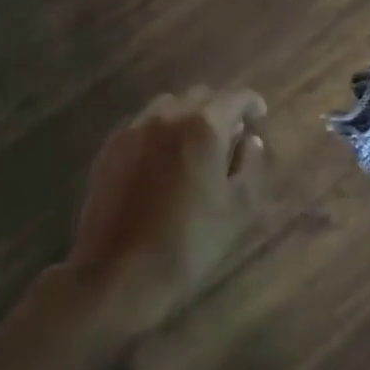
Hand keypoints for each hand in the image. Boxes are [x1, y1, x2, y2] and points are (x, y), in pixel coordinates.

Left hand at [68, 86, 268, 333]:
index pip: (236, 97)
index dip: (252, 103)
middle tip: (229, 135)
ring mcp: (133, 129)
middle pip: (200, 96)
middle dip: (219, 109)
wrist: (118, 273)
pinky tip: (161, 161)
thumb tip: (250, 140)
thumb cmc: (190, 242)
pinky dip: (159, 132)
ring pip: (167, 106)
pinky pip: (142, 125)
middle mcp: (167, 116)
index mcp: (204, 126)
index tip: (259, 115)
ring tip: (193, 146)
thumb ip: (251, 165)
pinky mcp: (110, 148)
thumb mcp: (238, 208)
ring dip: (186, 117)